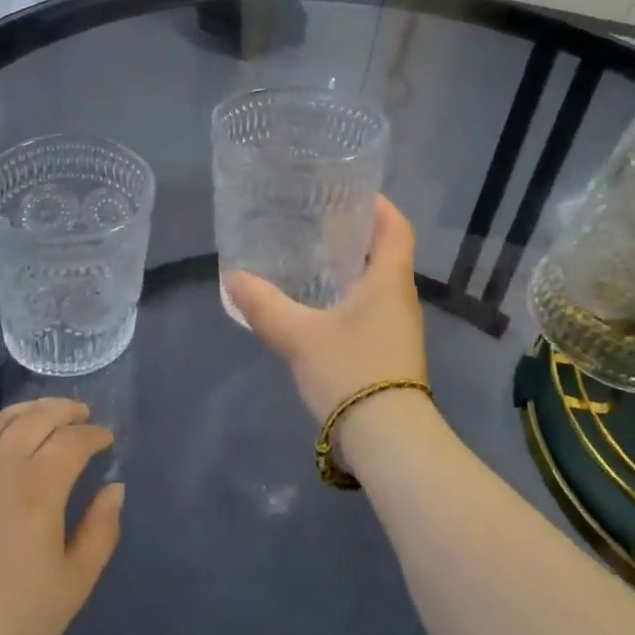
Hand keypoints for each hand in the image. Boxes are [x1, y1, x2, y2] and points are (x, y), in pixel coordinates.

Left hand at [0, 398, 123, 634]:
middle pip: (35, 419)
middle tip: (80, 415)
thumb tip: (113, 489)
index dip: (94, 435)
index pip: (73, 441)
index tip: (106, 441)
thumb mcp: (70, 590)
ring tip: (40, 415)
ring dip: (24, 413)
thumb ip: (100, 532)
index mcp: (36, 488)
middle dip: (65, 411)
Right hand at [223, 196, 430, 423]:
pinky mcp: (391, 353)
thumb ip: (265, 306)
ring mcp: (400, 328)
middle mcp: (401, 298)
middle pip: (387, 253)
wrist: (389, 441)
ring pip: (378, 284)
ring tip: (313, 260)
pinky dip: (350, 298)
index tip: (352, 193)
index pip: (397, 228)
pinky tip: (319, 308)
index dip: (380, 206)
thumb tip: (232, 278)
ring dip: (352, 268)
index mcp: (390, 281)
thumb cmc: (351, 372)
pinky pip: (372, 310)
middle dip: (357, 235)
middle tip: (318, 223)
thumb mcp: (300, 336)